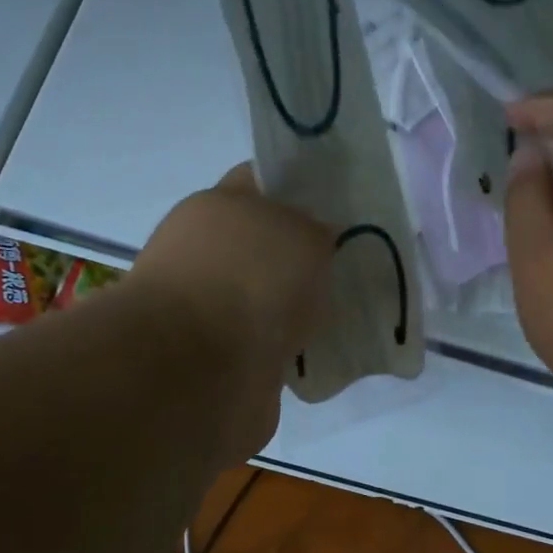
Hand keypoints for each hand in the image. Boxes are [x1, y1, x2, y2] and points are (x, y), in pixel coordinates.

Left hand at [128, 164, 331, 461]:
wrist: (201, 371)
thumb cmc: (252, 280)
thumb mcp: (304, 234)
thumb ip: (316, 231)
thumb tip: (316, 241)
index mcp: (217, 206)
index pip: (262, 182)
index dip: (300, 190)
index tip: (339, 208)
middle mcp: (205, 252)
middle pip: (265, 244)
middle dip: (304, 256)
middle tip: (352, 265)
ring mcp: (206, 307)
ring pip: (266, 297)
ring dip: (296, 306)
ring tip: (342, 313)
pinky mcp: (216, 358)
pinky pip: (265, 344)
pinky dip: (288, 349)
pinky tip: (318, 352)